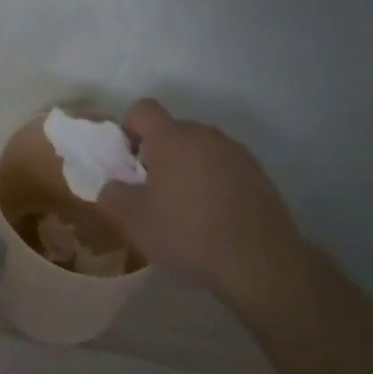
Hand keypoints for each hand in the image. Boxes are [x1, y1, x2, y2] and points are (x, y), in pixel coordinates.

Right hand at [98, 100, 301, 293]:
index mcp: (172, 138)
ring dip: (188, 167)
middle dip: (159, 153)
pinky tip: (215, 217)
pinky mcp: (260, 175)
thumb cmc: (187, 235)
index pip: (143, 109)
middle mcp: (206, 135)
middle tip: (154, 191)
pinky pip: (225, 167)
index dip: (129, 128)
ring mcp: (237, 153)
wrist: (260, 264)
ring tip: (187, 207)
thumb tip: (114, 185)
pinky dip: (214, 182)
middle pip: (173, 130)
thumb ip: (112, 195)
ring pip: (200, 150)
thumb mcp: (133, 221)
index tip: (129, 162)